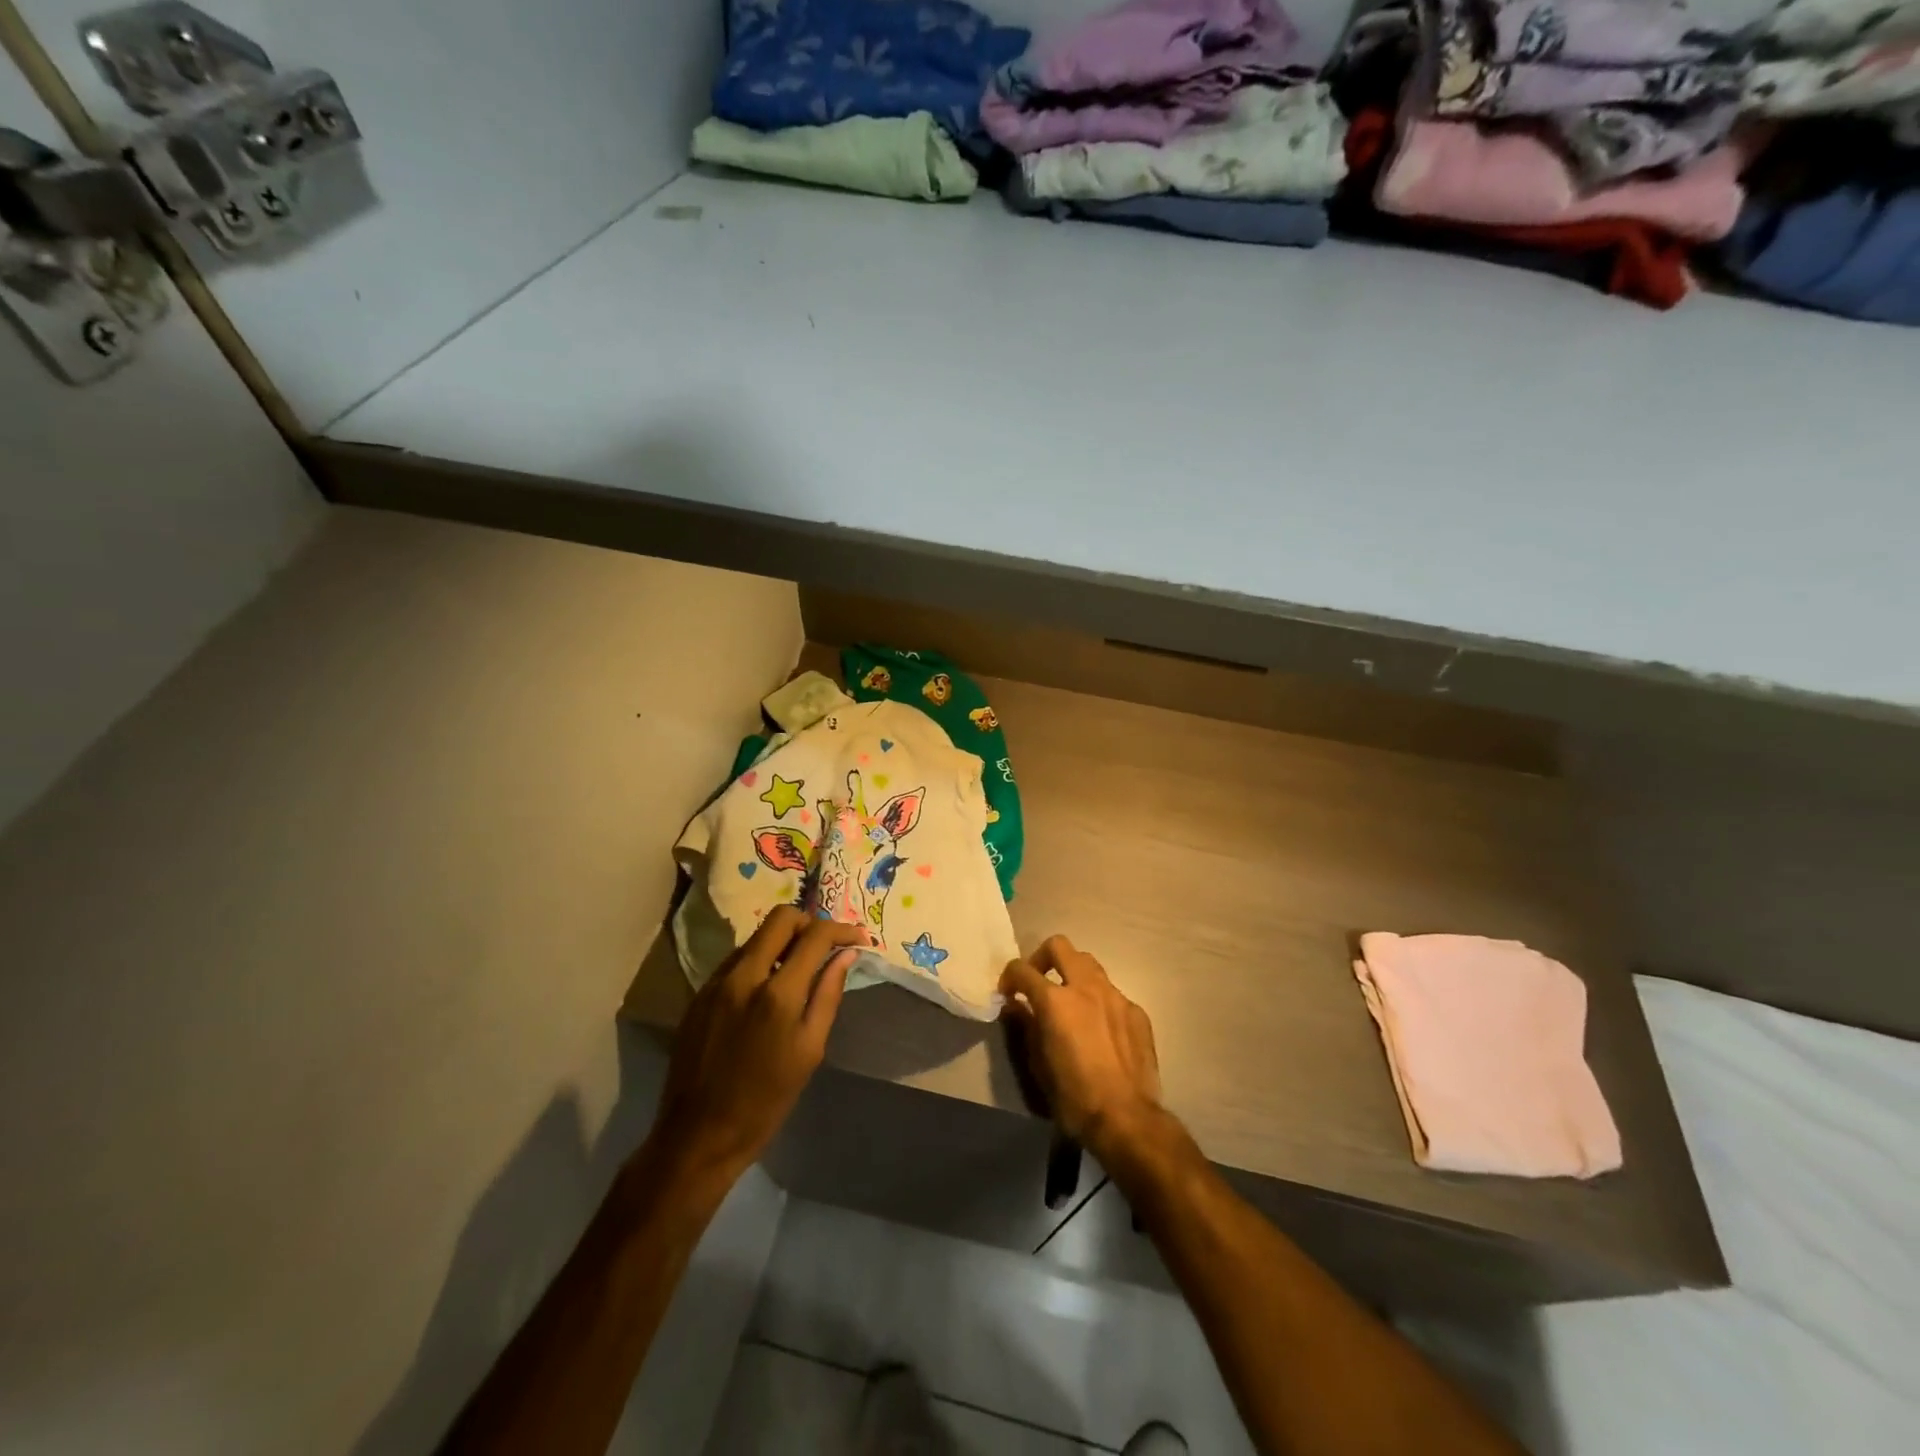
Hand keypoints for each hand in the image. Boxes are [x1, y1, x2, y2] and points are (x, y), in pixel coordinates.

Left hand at [650, 907, 867, 1185]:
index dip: (842, 929)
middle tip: (826, 945)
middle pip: (781, 918)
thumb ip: (827, 995)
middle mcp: (744, 975)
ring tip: (799, 967)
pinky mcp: (699, 993)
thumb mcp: (809, 1050)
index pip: (815, 935)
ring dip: (783, 941)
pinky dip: (760, 960)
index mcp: (777, 993)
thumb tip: (846, 955)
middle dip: (810, 923)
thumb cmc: (766, 1101)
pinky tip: (768, 987)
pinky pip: (737, 959)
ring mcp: (716, 982)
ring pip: (756, 936)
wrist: (698, 1134)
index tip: (858, 938)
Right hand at [1000, 936, 1162, 1162]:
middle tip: (1038, 982)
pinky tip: (1100, 1029)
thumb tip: (1016, 1006)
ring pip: (1089, 964)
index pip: (1023, 969)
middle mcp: (1085, 987)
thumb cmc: (1073, 1096)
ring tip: (1070, 1002)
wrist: (1126, 1118)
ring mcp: (1115, 996)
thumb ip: (1025, 1027)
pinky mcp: (1136, 1011)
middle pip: (1059, 946)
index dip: (1009, 977)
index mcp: (1055, 1000)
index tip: (1008, 993)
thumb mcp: (1037, 1064)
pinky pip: (1112, 993)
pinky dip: (1099, 1001)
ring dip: (1073, 975)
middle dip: (1042, 958)